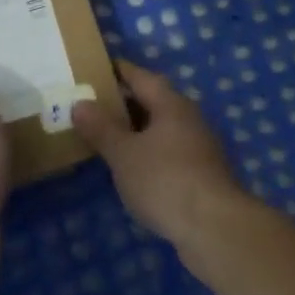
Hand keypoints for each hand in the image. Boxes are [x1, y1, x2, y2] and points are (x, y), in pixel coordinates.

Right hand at [71, 61, 254, 256]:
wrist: (214, 228)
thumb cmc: (165, 180)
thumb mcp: (124, 154)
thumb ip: (101, 128)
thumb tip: (80, 103)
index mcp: (172, 105)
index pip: (142, 77)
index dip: (119, 71)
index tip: (97, 67)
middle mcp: (189, 119)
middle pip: (154, 102)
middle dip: (124, 102)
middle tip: (92, 104)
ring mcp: (198, 148)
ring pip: (161, 129)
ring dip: (136, 130)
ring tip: (105, 136)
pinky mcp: (201, 175)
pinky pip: (167, 153)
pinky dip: (147, 153)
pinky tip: (130, 168)